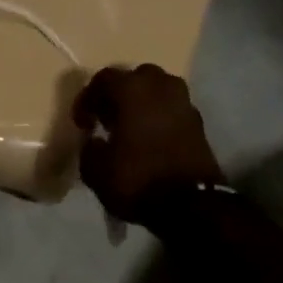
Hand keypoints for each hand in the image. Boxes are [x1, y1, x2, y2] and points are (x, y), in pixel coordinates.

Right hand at [73, 65, 222, 226]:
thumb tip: (95, 141)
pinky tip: (150, 140)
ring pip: (158, 91)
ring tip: (130, 128)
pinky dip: (160, 118)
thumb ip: (89, 149)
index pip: (104, 79)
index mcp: (132, 89)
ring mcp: (184, 103)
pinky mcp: (199, 123)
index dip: (87, 99)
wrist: (190, 204)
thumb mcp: (95, 170)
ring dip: (142, 104)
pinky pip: (172, 110)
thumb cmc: (137, 179)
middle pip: (136, 78)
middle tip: (107, 118)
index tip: (82, 123)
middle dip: (119, 94)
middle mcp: (161, 86)